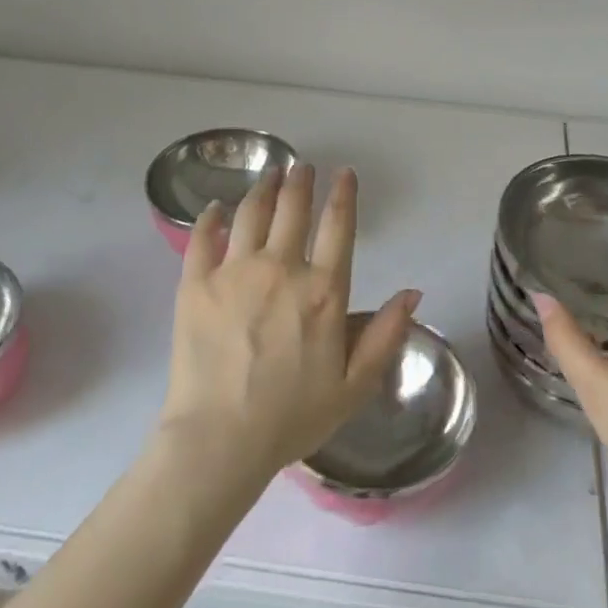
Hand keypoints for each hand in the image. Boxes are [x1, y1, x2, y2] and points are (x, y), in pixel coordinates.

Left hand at [158, 163, 418, 480]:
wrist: (219, 441)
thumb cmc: (292, 417)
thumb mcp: (355, 385)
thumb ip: (386, 334)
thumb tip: (412, 292)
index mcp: (323, 291)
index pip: (337, 226)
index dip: (343, 194)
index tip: (344, 173)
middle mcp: (280, 269)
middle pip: (292, 209)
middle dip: (300, 181)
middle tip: (302, 166)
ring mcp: (234, 273)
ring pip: (250, 213)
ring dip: (263, 188)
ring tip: (269, 174)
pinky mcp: (195, 285)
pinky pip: (202, 238)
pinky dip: (211, 217)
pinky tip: (216, 207)